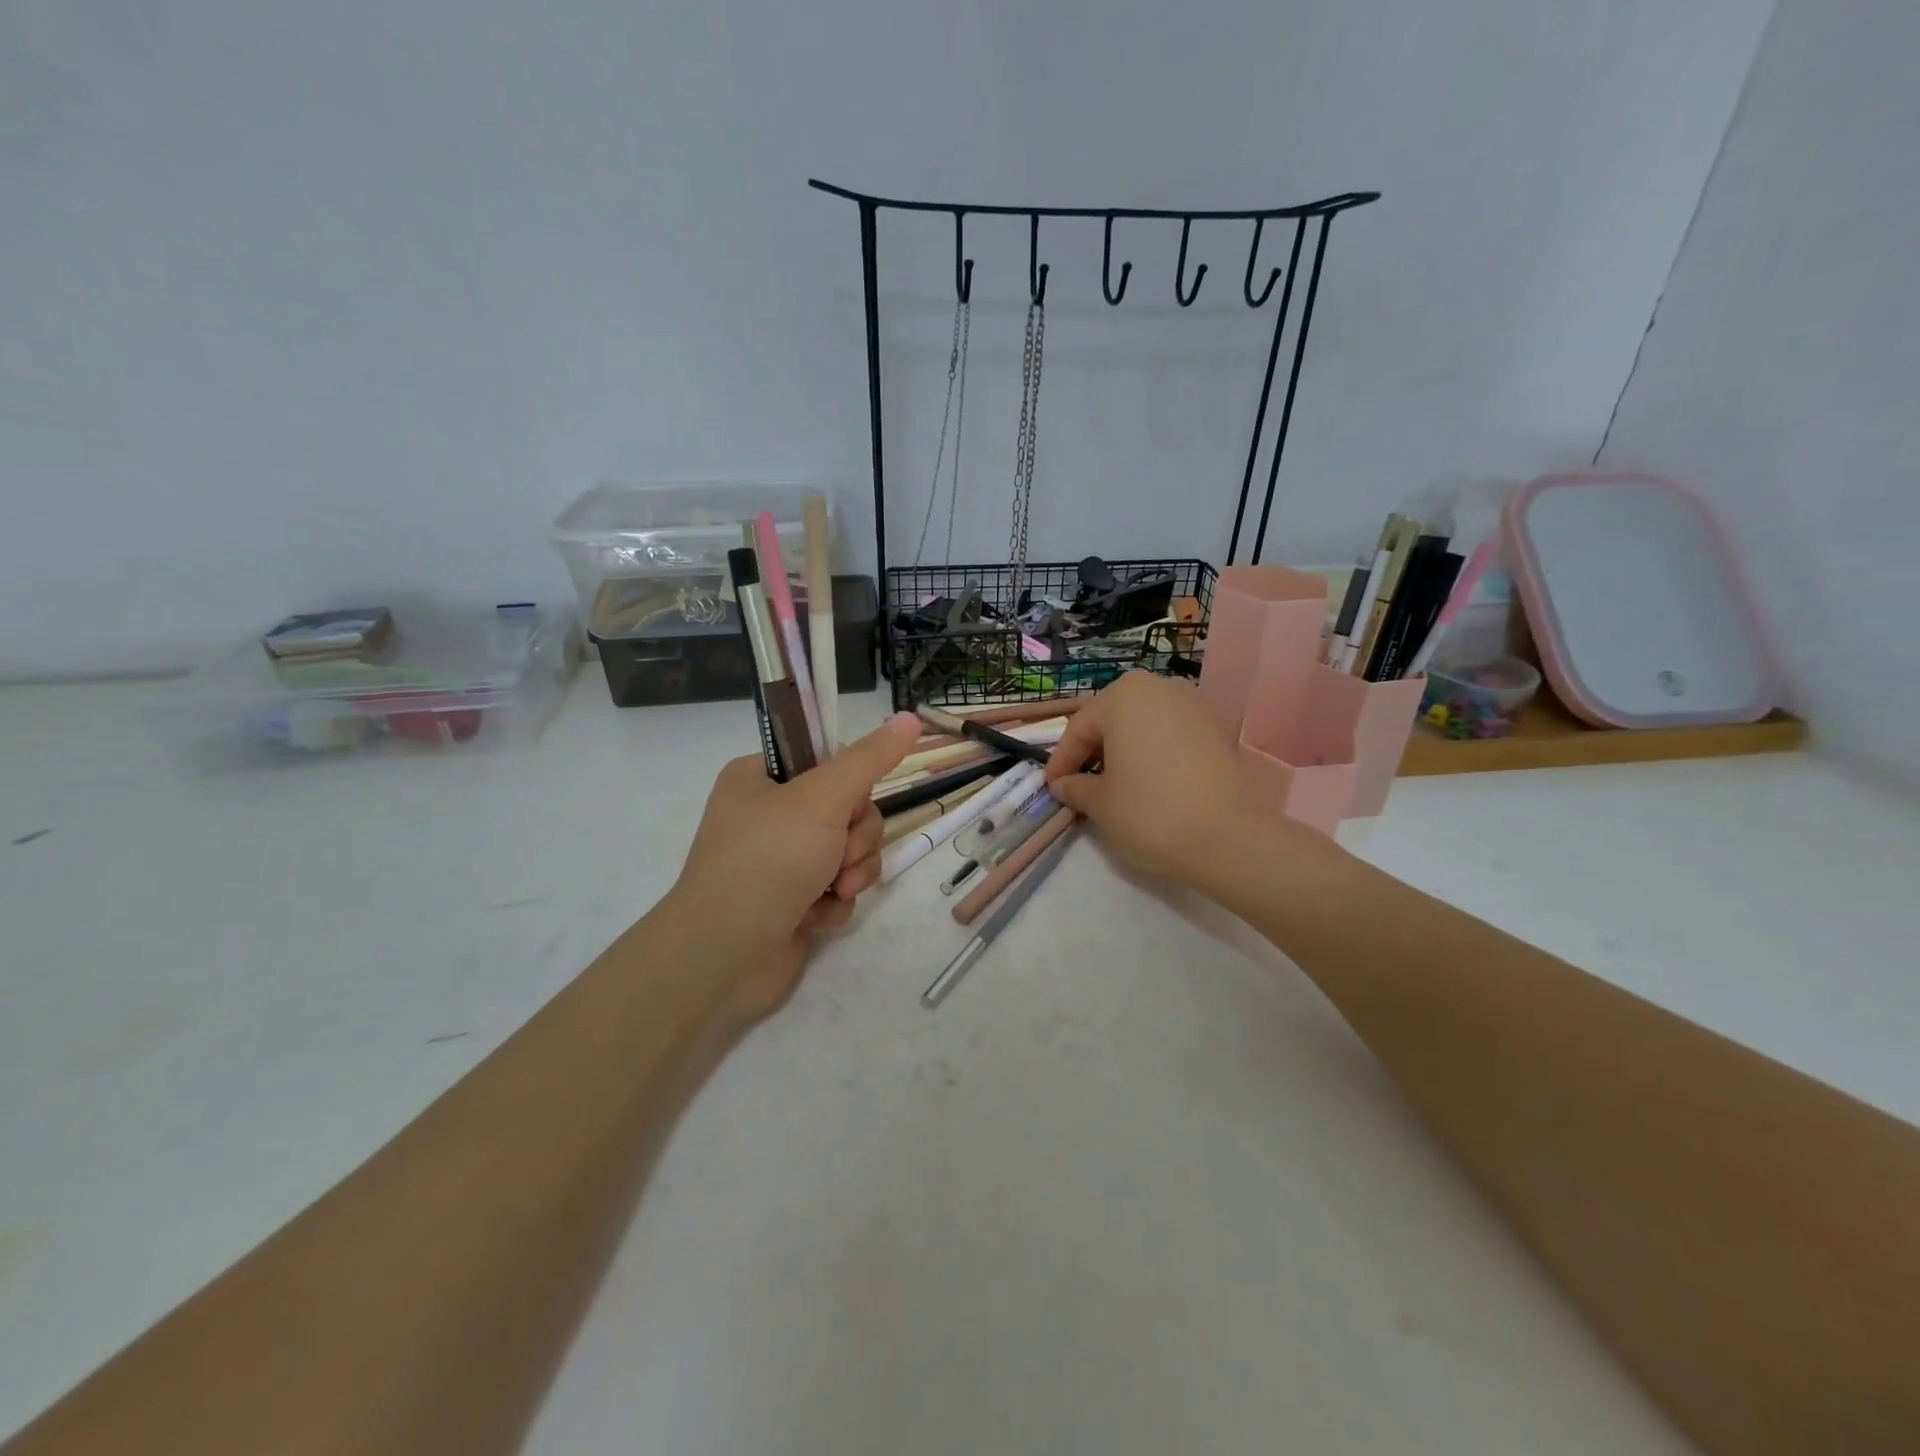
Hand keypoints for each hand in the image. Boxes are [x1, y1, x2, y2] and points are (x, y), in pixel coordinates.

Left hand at [663, 712, 921, 1018]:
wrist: (724, 956)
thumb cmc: (768, 860)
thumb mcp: (822, 798)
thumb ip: (869, 759)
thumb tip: (909, 716)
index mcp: (761, 778)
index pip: (828, 762)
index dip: (852, 784)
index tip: (851, 802)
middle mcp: (769, 816)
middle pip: (848, 810)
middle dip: (856, 839)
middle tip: (840, 856)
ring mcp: (781, 862)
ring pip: (849, 852)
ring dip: (852, 873)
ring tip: (833, 892)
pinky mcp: (793, 902)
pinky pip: (837, 889)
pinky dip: (834, 903)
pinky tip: (815, 918)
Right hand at [1044, 672, 1277, 885]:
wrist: (1228, 837)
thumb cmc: (1150, 811)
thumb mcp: (1100, 803)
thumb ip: (1075, 787)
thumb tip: (1063, 784)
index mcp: (1123, 695)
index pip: (1079, 728)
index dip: (1061, 761)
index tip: (1051, 789)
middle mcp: (1158, 687)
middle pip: (1111, 719)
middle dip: (1092, 751)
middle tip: (1078, 784)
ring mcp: (1192, 705)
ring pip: (1141, 725)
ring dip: (1122, 751)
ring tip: (1112, 785)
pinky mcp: (1215, 729)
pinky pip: (1168, 735)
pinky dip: (1151, 754)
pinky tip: (1146, 783)